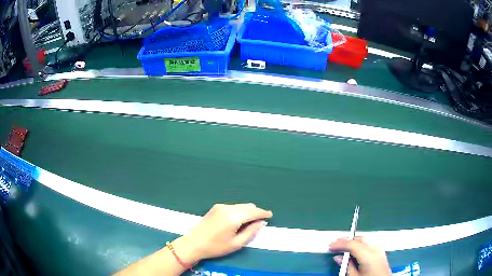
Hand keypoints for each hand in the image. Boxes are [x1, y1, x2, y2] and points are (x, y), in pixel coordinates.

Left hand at [175, 203, 272, 263]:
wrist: (194, 243)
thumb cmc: (216, 247)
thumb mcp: (236, 243)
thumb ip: (251, 232)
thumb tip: (261, 223)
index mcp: (233, 217)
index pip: (253, 212)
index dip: (263, 213)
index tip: (270, 215)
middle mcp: (228, 208)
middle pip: (247, 206)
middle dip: (256, 212)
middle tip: (261, 220)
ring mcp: (220, 206)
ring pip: (240, 205)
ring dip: (248, 211)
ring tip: (251, 221)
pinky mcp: (215, 207)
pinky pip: (233, 206)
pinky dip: (240, 211)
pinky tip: (239, 219)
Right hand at [330, 237, 391, 275]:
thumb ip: (346, 266)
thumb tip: (338, 257)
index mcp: (368, 256)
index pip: (352, 244)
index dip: (340, 244)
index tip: (330, 246)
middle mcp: (375, 249)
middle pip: (359, 239)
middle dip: (346, 240)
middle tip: (334, 244)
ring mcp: (380, 249)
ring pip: (365, 239)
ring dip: (353, 241)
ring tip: (343, 245)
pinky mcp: (381, 252)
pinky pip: (369, 243)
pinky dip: (360, 243)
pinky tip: (354, 249)